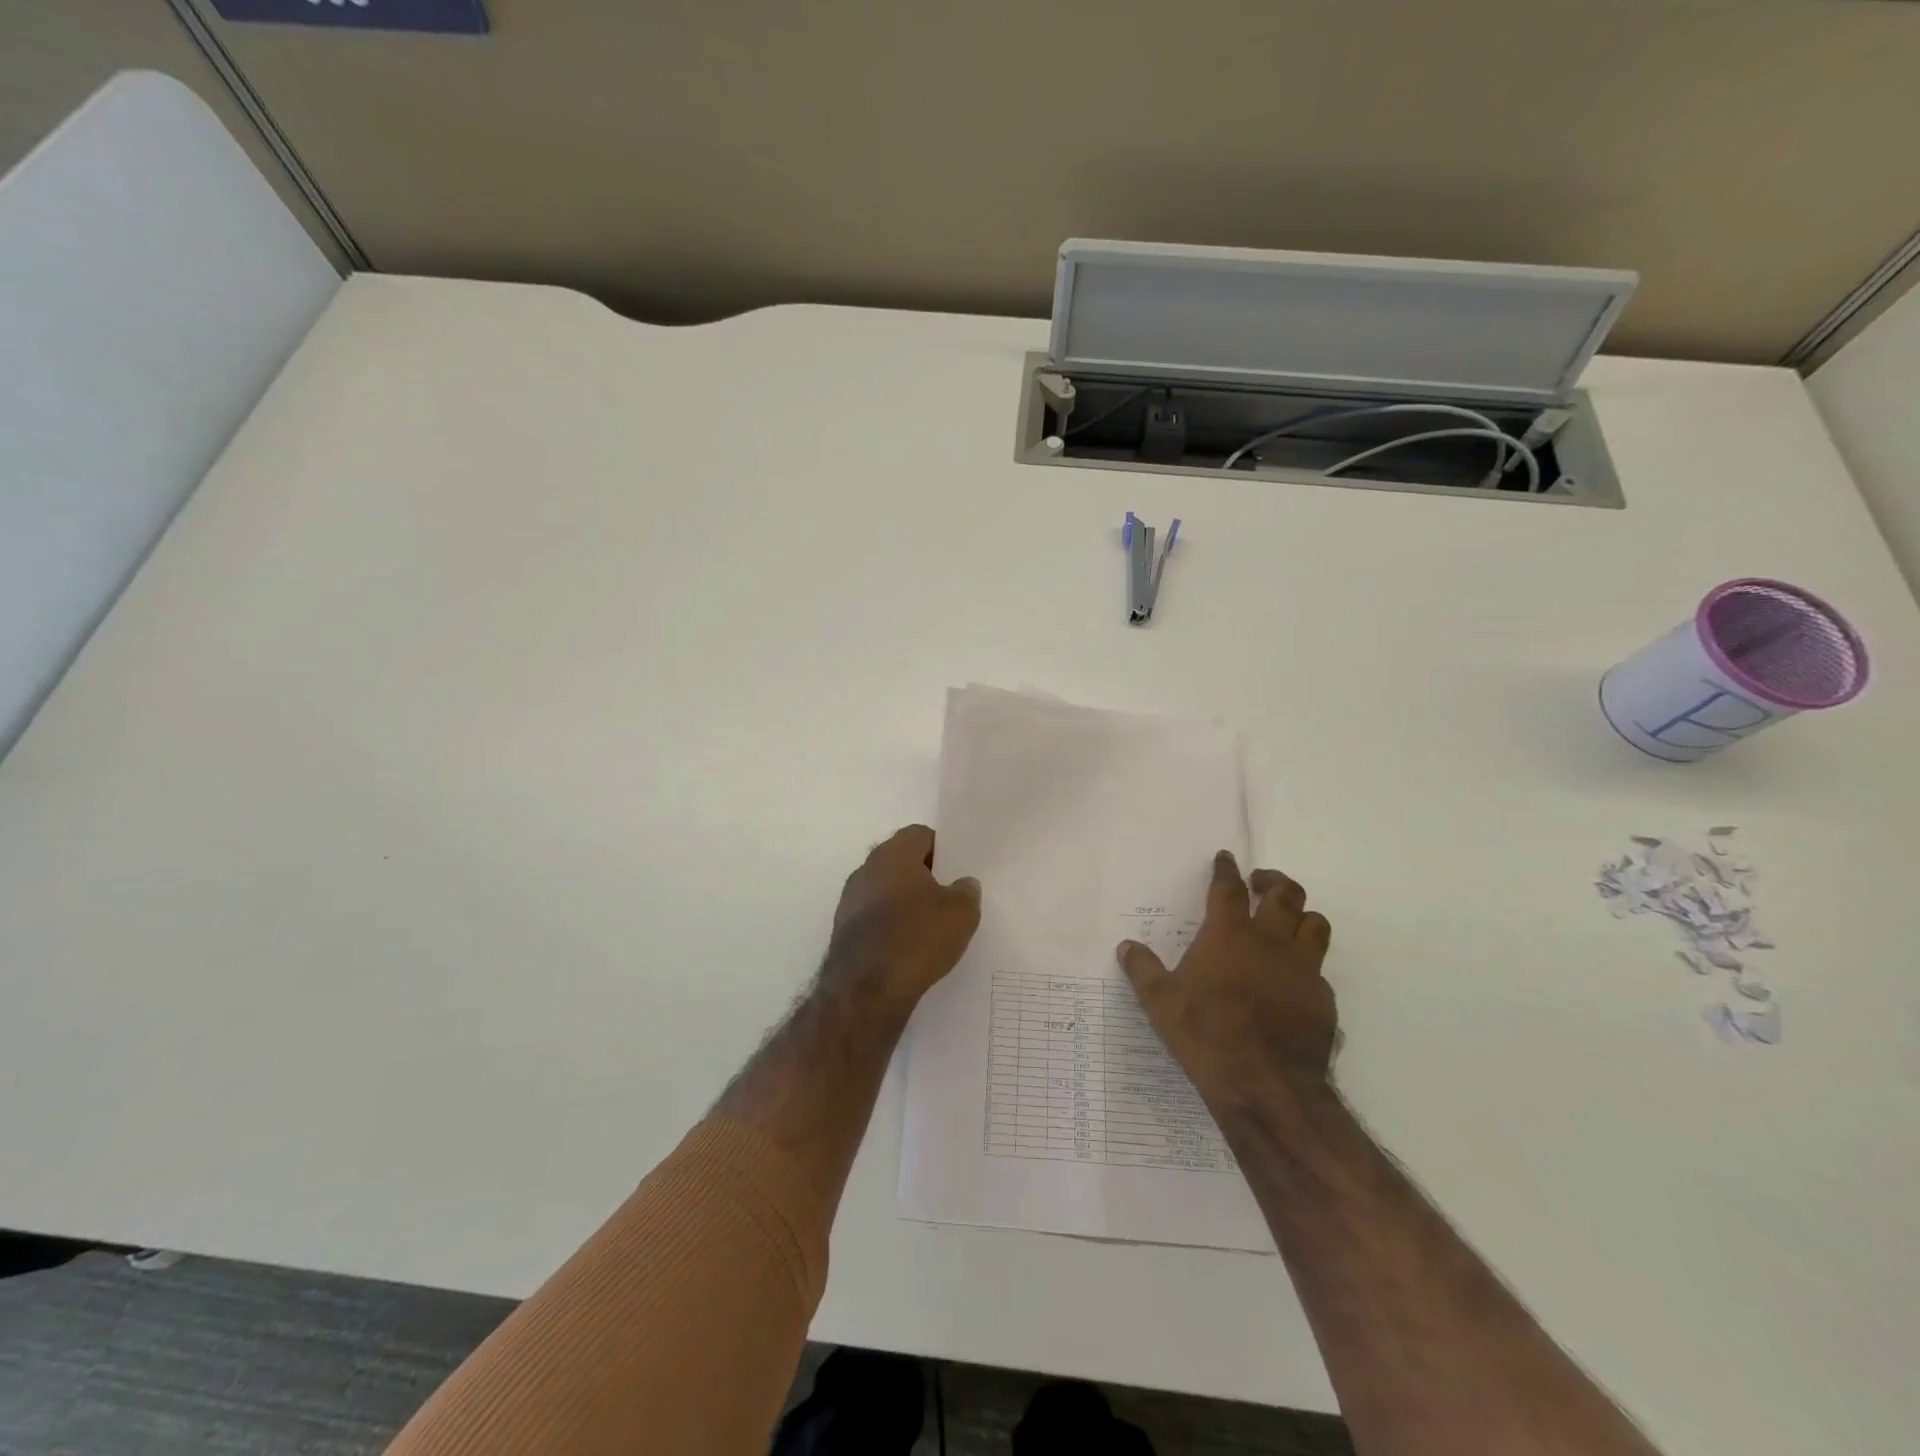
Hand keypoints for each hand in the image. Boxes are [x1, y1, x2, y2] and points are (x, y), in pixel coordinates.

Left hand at [826, 824, 981, 1013]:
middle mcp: (866, 869)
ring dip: (906, 903)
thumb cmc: (917, 937)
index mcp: (893, 853)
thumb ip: (966, 892)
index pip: (920, 835)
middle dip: (924, 876)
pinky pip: (875, 918)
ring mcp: (850, 901)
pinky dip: (891, 926)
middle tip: (949, 897)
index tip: (958, 870)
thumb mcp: (961, 913)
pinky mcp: (843, 931)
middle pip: (901, 862)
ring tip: (932, 926)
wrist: (866, 989)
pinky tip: (909, 948)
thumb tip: (963, 884)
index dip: (942, 850)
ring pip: (886, 891)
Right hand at [1117, 851, 1335, 1113]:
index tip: (1226, 858)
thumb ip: (1143, 970)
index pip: (1229, 888)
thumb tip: (1126, 947)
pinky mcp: (1322, 998)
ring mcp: (1302, 969)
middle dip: (1273, 881)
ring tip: (1287, 921)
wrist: (1267, 1084)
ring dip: (1301, 915)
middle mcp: (1270, 941)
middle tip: (1260, 883)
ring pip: (1314, 924)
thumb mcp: (1160, 1003)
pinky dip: (1307, 962)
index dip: (1226, 870)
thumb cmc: (1206, 1035)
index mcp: (1229, 935)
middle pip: (1285, 894)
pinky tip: (1294, 978)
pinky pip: (1320, 968)